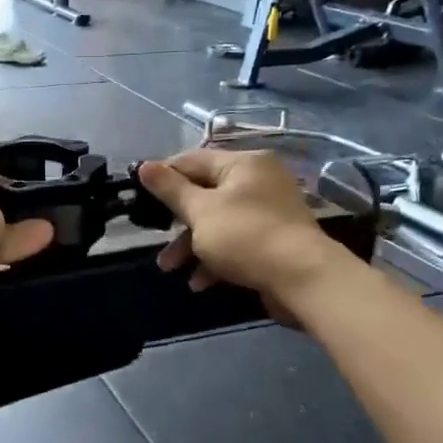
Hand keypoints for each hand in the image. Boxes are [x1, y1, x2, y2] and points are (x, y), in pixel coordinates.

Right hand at [137, 150, 340, 310]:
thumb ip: (170, 188)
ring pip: (218, 222)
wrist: (302, 279)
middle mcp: (259, 181)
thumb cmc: (245, 235)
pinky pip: (236, 243)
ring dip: (192, 245)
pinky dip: (216, 259)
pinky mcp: (274, 241)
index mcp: (243, 163)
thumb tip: (144, 166)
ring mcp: (269, 212)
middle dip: (177, 221)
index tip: (139, 196)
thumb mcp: (200, 210)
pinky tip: (200, 282)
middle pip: (205, 193)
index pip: (192, 160)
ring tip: (170, 269)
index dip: (163, 177)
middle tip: (154, 237)